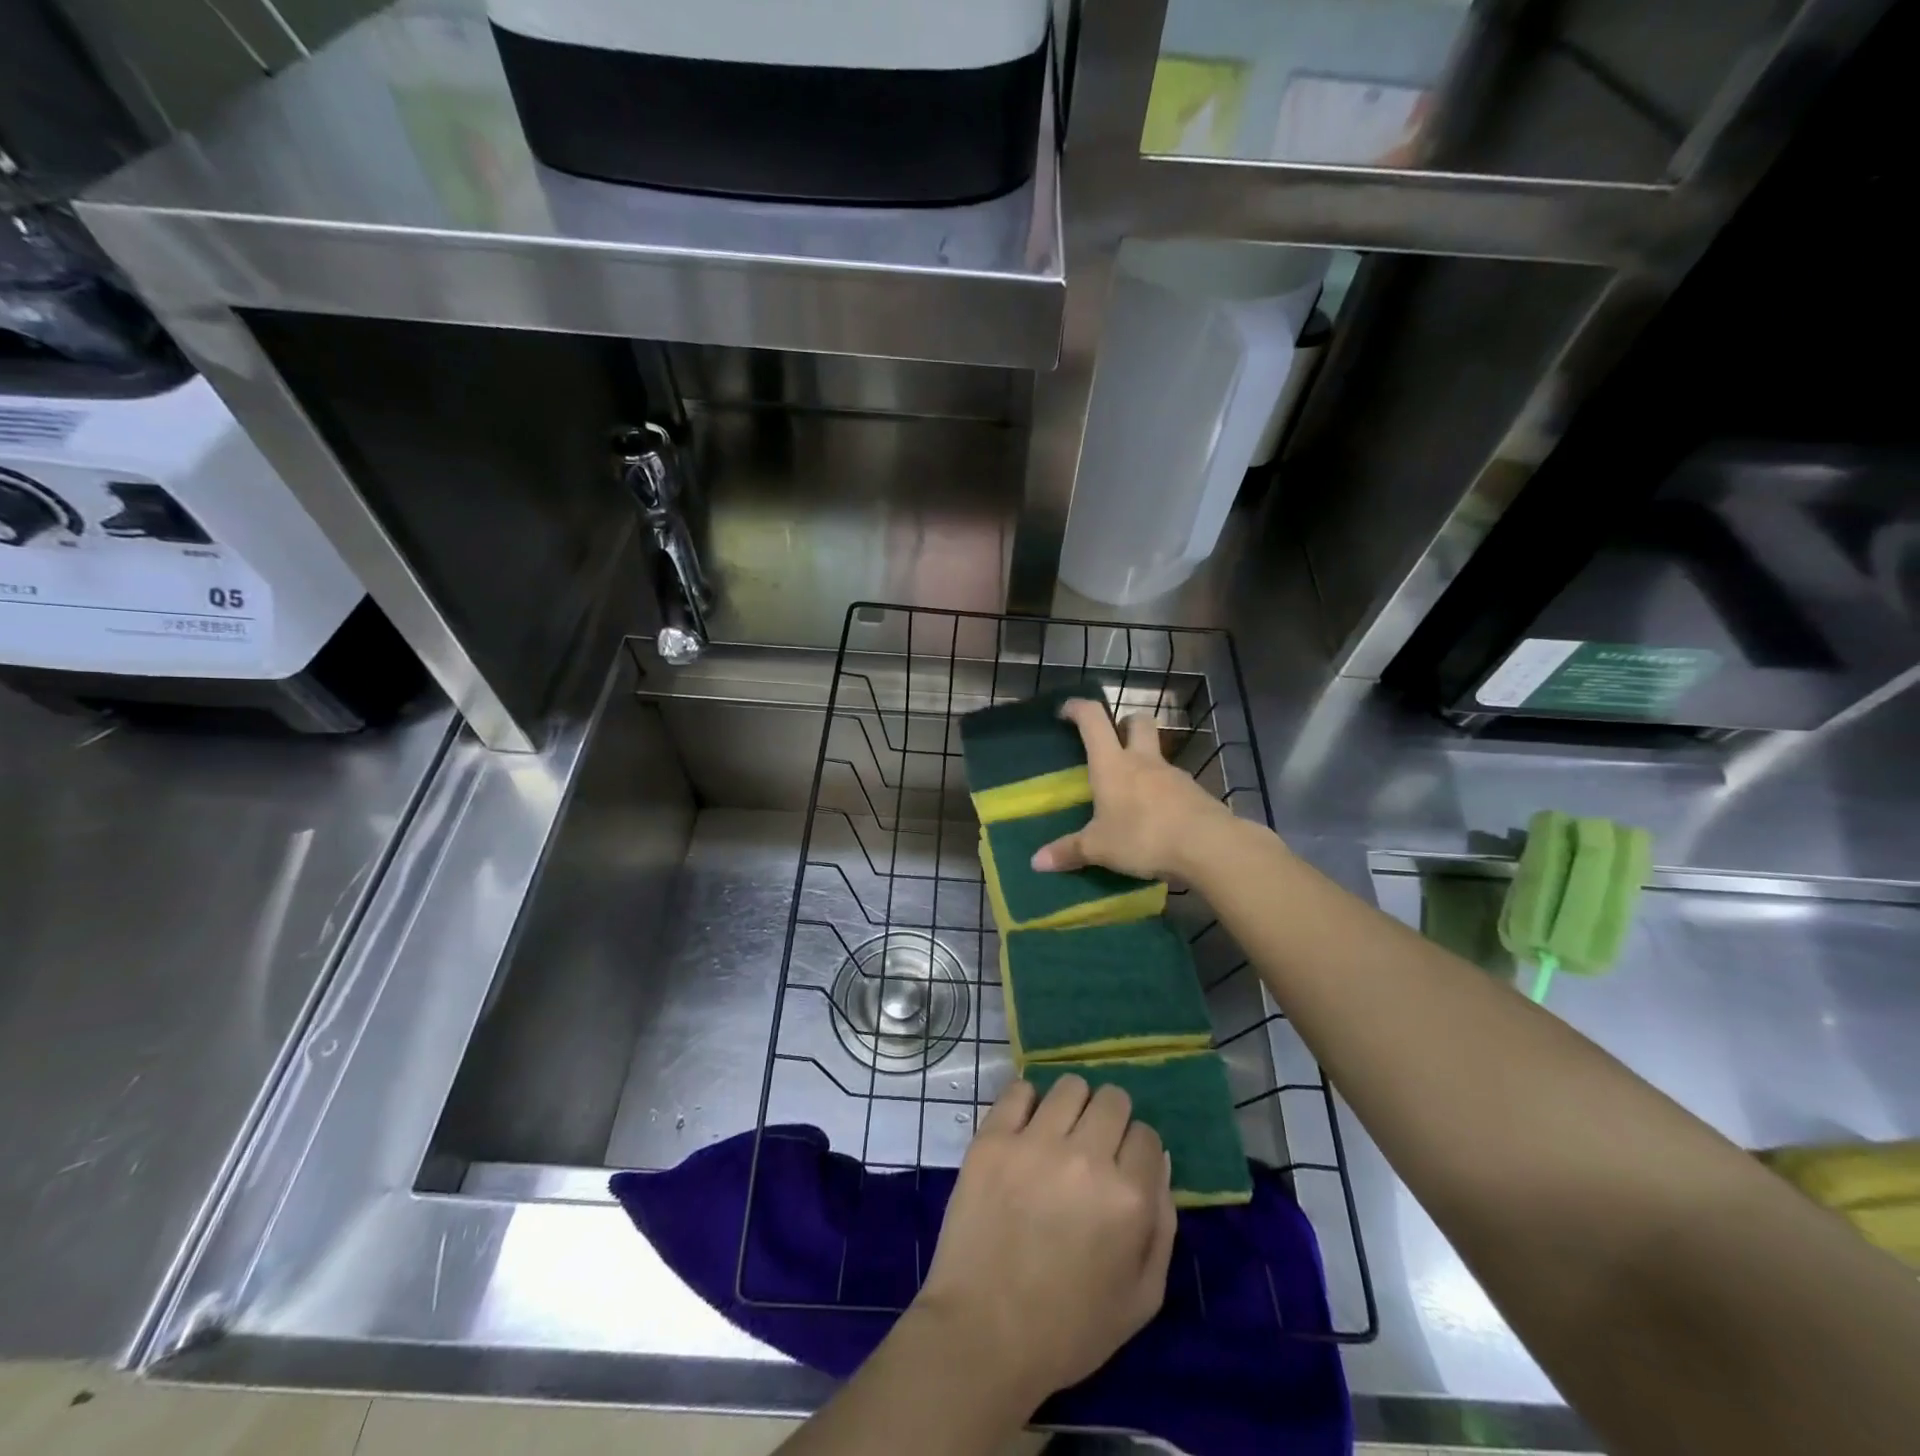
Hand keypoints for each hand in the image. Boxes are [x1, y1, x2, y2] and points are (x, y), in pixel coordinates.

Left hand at [913, 1076, 1176, 1408]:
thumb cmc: (1068, 1328)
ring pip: (1070, 1086)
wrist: (983, 1334)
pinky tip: (1025, 1129)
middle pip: (1113, 1099)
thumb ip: (1163, 1225)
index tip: (1122, 1169)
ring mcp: (1034, 1143)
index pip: (1147, 1136)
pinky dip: (1027, 1102)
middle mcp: (1086, 1158)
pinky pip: (1019, 1090)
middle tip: (1091, 1148)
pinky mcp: (992, 1139)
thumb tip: (1159, 1161)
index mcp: (1128, 1197)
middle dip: (1110, 1120)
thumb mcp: (1142, 1297)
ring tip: (1058, 1134)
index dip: (1137, 1152)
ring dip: (1072, 1106)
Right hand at [1031, 699, 1237, 880]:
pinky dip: (1161, 792)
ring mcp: (1173, 775)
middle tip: (1111, 741)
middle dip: (1123, 723)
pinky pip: (1173, 784)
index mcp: (1113, 764)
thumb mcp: (1099, 848)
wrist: (1208, 846)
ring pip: (1157, 754)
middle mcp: (1143, 761)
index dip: (1078, 708)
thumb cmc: (1143, 836)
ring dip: (1144, 762)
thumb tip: (1036, 861)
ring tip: (1130, 792)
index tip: (1066, 710)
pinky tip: (1155, 817)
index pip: (1093, 719)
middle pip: (1138, 722)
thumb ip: (1069, 851)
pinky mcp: (1195, 794)